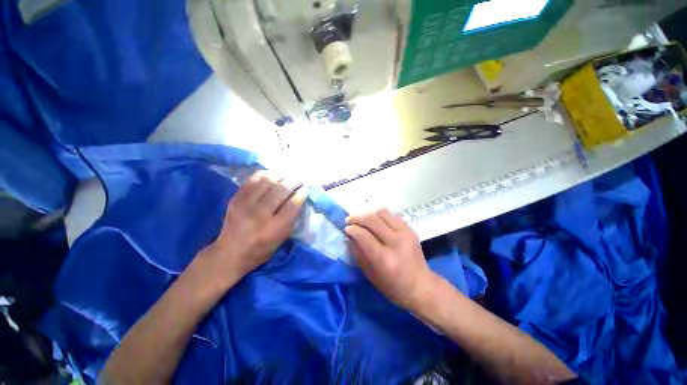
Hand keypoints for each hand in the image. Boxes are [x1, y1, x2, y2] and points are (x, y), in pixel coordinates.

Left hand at [206, 171, 306, 279]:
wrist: (229, 254)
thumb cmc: (261, 250)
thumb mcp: (282, 239)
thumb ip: (292, 218)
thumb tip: (299, 197)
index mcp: (273, 229)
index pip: (292, 205)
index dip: (301, 194)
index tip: (306, 189)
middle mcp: (259, 215)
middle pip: (281, 190)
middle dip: (294, 182)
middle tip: (300, 180)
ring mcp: (245, 205)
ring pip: (267, 181)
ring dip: (281, 175)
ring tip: (288, 175)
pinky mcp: (235, 199)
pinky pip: (253, 180)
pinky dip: (266, 174)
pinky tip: (273, 175)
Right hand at [345, 209, 436, 309]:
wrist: (422, 286)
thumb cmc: (393, 286)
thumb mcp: (371, 274)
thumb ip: (358, 253)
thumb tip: (349, 237)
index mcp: (384, 258)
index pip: (364, 235)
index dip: (352, 229)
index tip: (346, 228)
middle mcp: (395, 242)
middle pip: (372, 220)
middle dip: (358, 217)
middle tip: (350, 220)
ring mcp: (405, 233)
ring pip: (382, 213)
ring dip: (370, 215)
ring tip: (364, 221)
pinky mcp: (411, 229)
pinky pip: (392, 215)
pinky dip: (381, 217)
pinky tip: (377, 223)